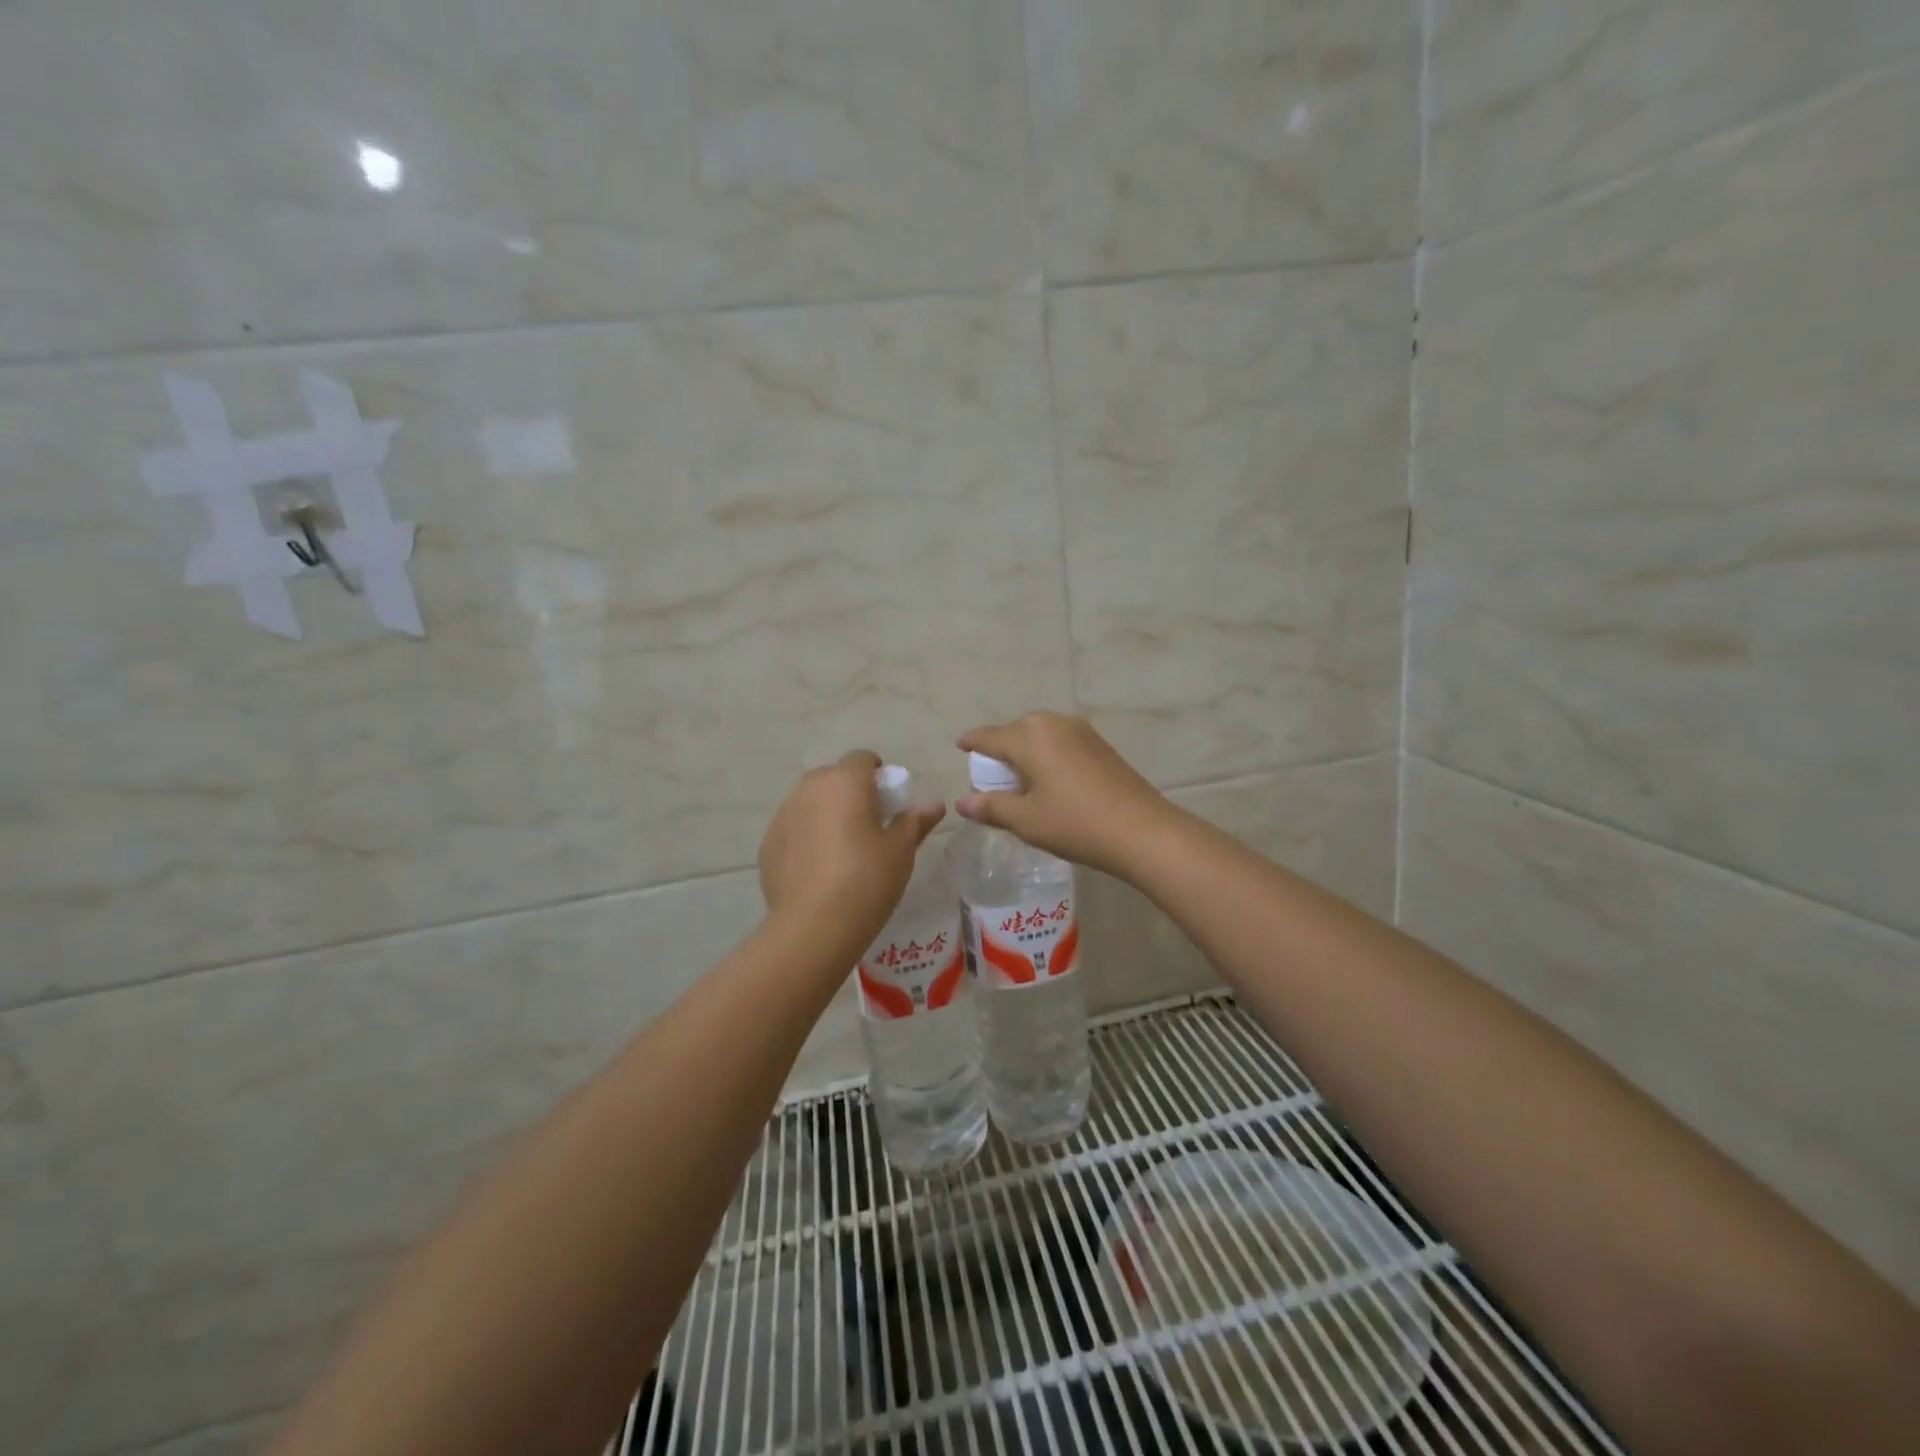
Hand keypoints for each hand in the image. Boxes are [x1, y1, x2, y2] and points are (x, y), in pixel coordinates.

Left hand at [758, 750, 945, 950]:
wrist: (812, 927)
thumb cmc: (866, 880)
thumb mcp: (900, 851)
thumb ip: (916, 821)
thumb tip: (934, 804)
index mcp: (845, 782)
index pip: (862, 758)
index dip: (878, 775)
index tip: (889, 803)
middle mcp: (809, 789)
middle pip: (833, 777)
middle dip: (851, 792)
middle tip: (868, 825)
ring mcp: (783, 815)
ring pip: (810, 801)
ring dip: (826, 813)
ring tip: (842, 849)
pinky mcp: (767, 843)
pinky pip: (793, 828)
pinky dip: (806, 837)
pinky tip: (818, 869)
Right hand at [955, 713, 1179, 878]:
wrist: (1142, 830)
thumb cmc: (1075, 823)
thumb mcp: (1026, 820)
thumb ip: (991, 807)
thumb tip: (962, 802)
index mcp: (1028, 736)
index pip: (988, 736)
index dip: (972, 742)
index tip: (961, 746)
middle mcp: (1053, 723)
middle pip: (1015, 731)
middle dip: (1000, 749)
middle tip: (992, 776)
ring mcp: (1080, 731)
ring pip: (1040, 735)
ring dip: (1026, 752)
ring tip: (1021, 780)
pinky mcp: (1100, 744)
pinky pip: (1061, 742)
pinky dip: (1048, 755)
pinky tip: (1051, 780)